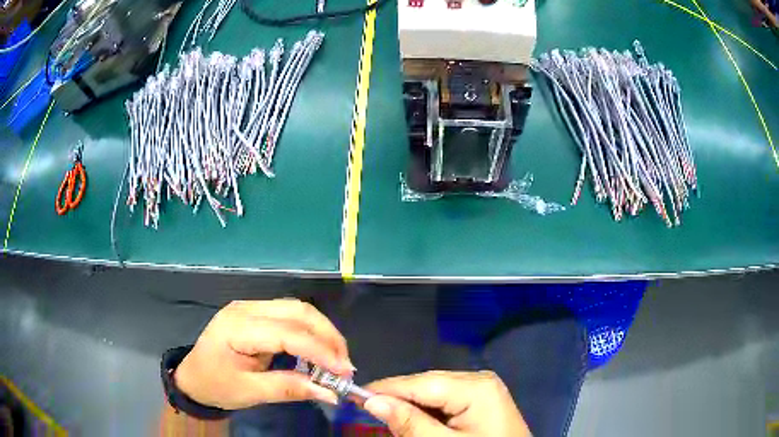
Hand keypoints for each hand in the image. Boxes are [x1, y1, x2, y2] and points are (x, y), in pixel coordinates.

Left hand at [174, 299, 354, 409]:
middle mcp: (246, 309)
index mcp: (238, 327)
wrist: (192, 376)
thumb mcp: (250, 392)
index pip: (288, 333)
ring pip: (297, 310)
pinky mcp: (255, 313)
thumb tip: (330, 392)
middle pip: (298, 311)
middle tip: (344, 365)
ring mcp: (250, 307)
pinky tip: (317, 351)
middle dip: (328, 336)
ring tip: (335, 359)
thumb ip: (290, 388)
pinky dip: (310, 332)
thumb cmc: (215, 385)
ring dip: (322, 332)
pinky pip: (290, 316)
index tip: (344, 372)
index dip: (320, 351)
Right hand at [364, 371, 530, 436]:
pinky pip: (445, 399)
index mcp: (476, 387)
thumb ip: (410, 423)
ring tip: (390, 418)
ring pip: (433, 391)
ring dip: (411, 405)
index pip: (421, 383)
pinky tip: (417, 420)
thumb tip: (372, 401)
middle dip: (399, 398)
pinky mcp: (480, 398)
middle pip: (427, 384)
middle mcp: (479, 379)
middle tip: (369, 411)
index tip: (356, 397)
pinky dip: (427, 410)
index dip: (387, 389)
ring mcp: (482, 388)